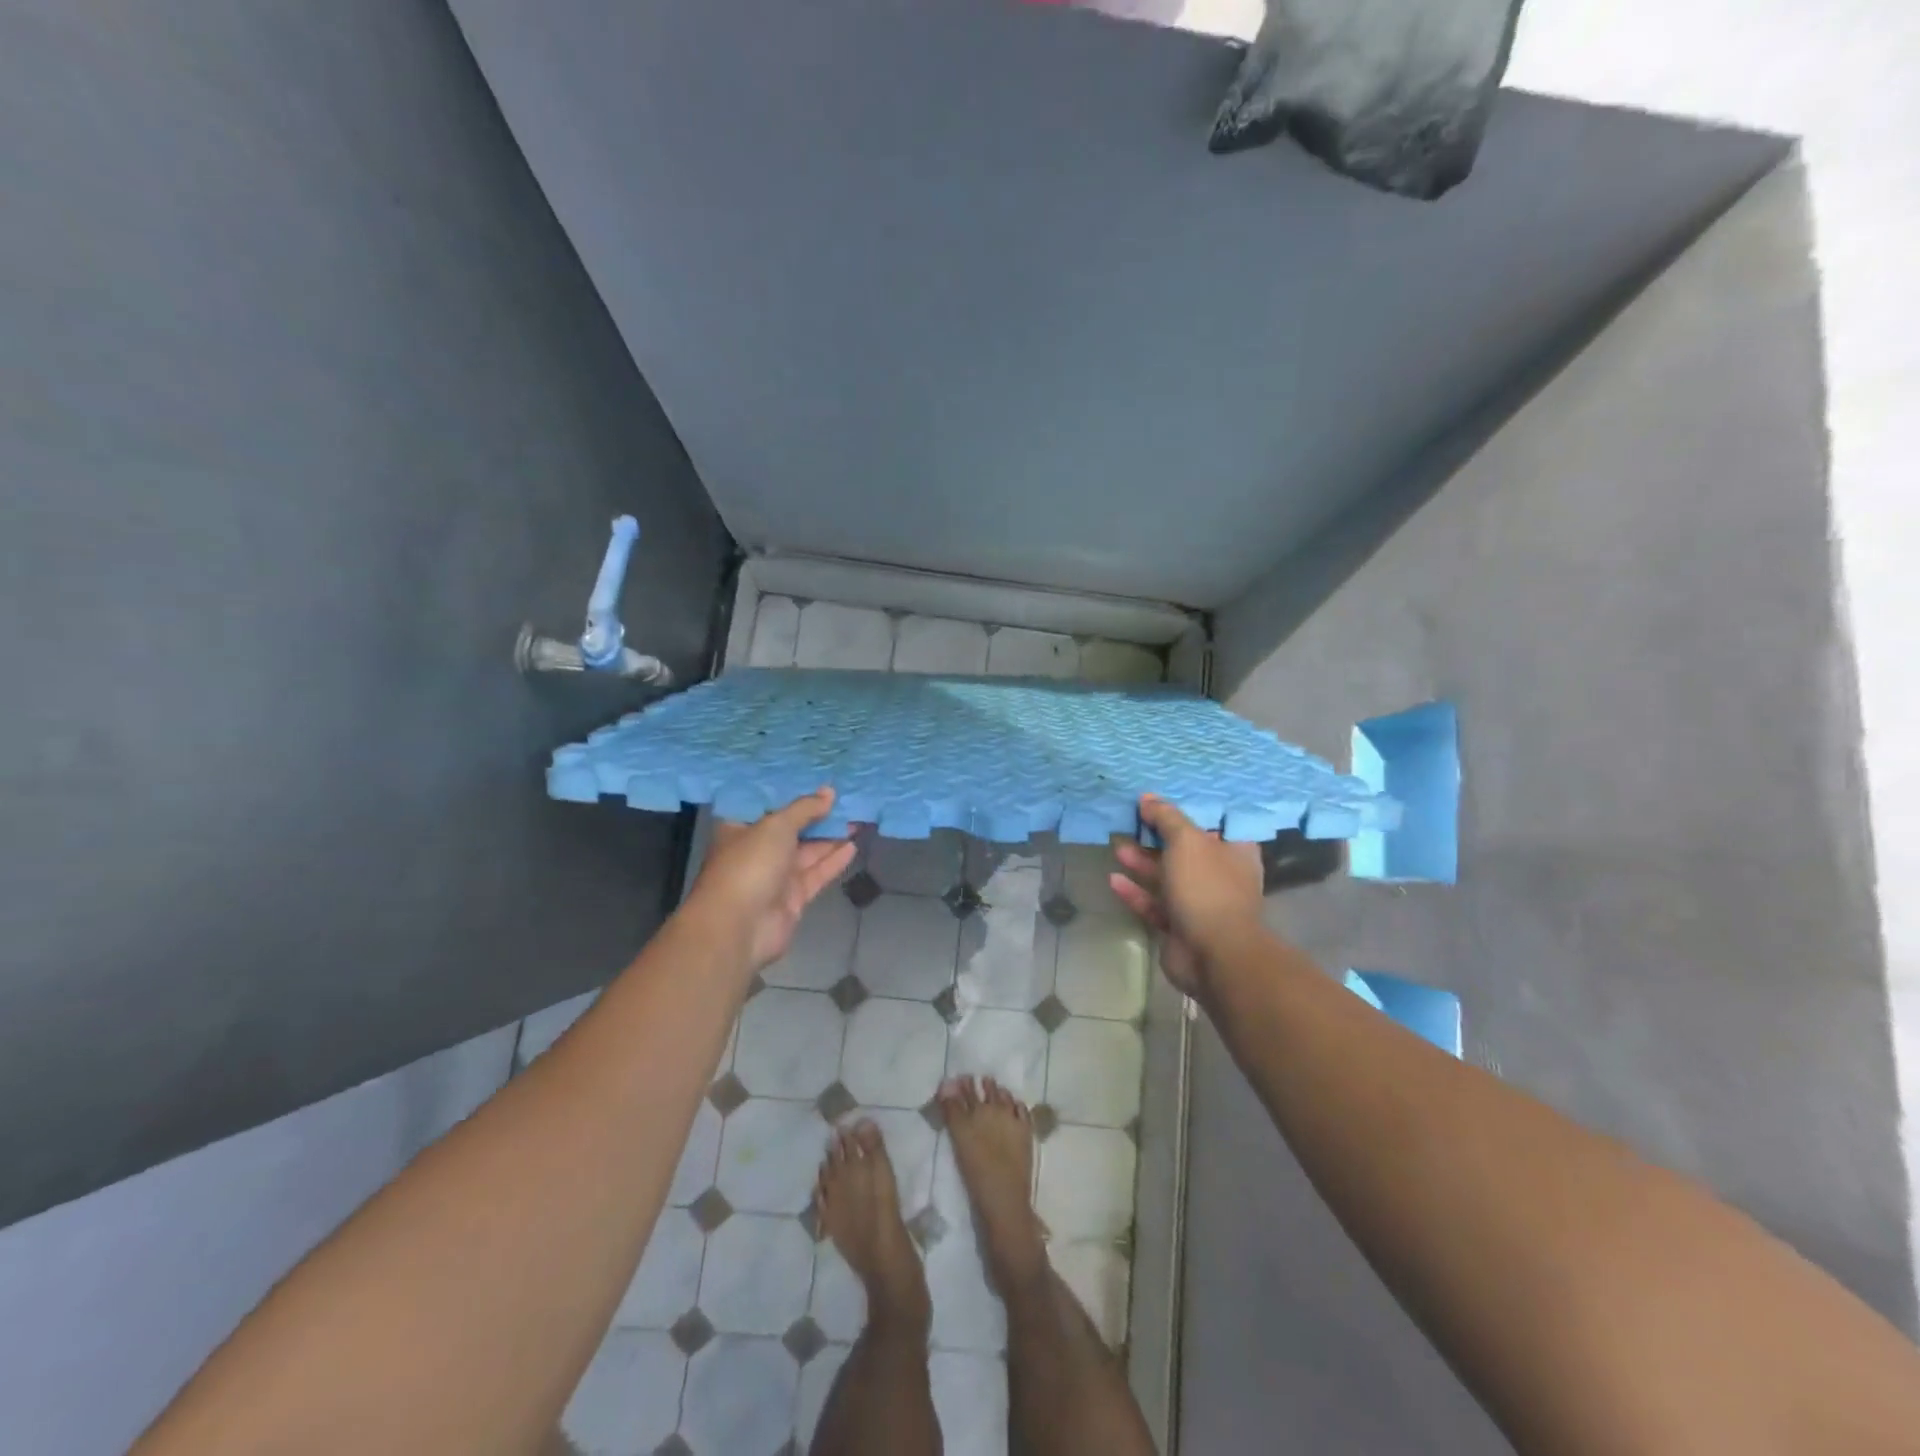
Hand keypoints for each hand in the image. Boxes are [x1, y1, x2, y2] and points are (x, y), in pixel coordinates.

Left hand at [687, 789, 856, 972]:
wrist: (739, 927)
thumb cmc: (750, 864)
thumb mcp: (776, 825)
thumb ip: (805, 808)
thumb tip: (829, 792)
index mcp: (741, 828)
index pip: (768, 804)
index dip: (791, 791)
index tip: (816, 778)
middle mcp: (757, 850)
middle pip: (792, 827)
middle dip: (817, 814)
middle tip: (846, 797)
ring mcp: (775, 875)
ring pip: (808, 851)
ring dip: (831, 836)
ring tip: (857, 817)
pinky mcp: (793, 897)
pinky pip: (817, 873)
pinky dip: (834, 860)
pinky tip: (853, 845)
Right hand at [1109, 795, 1263, 996]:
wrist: (1214, 955)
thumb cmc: (1206, 887)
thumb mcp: (1186, 841)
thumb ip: (1166, 817)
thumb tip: (1148, 798)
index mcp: (1234, 851)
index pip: (1213, 822)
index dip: (1188, 809)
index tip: (1161, 799)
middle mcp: (1220, 874)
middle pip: (1185, 849)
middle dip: (1156, 836)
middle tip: (1130, 821)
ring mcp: (1200, 902)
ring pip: (1167, 876)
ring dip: (1142, 862)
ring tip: (1117, 846)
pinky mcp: (1180, 926)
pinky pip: (1155, 904)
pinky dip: (1136, 892)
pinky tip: (1113, 880)